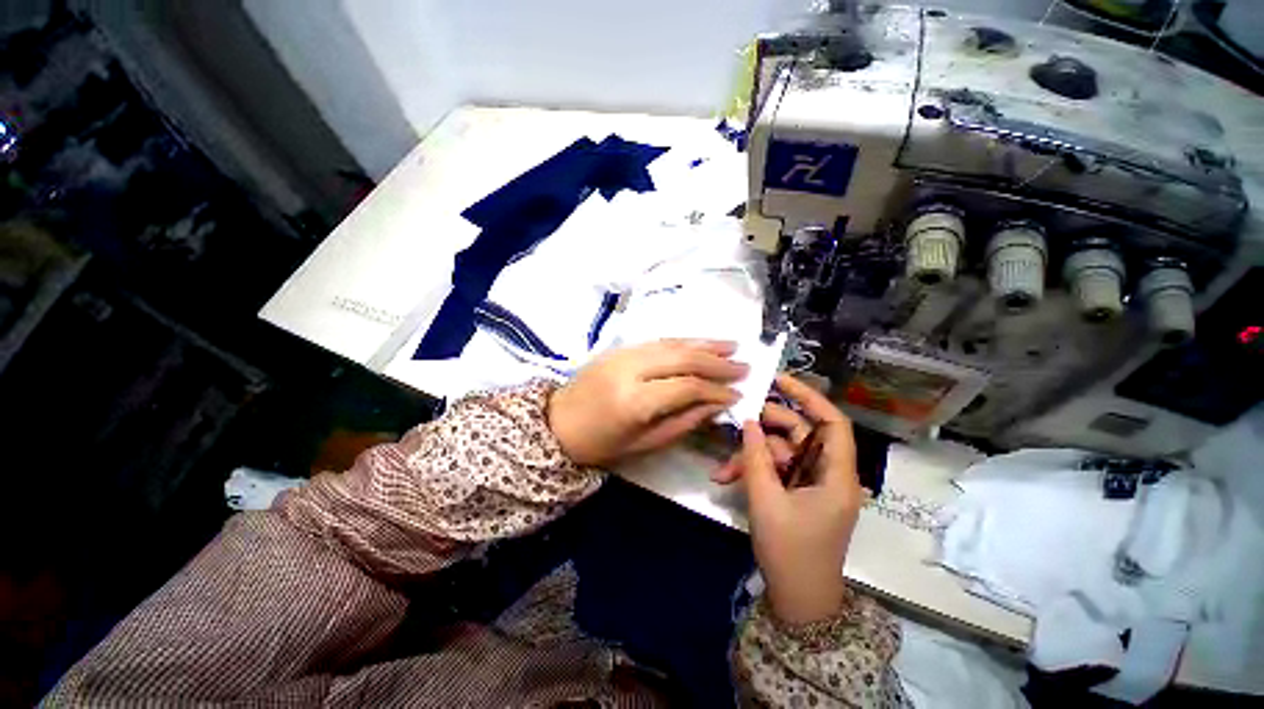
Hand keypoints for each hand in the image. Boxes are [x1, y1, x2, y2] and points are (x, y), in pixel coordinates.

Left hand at [548, 339, 747, 466]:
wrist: (557, 422)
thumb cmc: (601, 444)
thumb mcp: (645, 443)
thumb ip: (684, 422)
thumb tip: (716, 405)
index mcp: (635, 400)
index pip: (687, 387)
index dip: (716, 389)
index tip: (739, 393)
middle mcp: (630, 369)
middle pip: (683, 358)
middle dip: (717, 361)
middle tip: (744, 365)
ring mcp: (623, 353)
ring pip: (672, 343)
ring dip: (704, 343)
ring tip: (731, 346)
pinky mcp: (619, 347)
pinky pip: (657, 340)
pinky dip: (682, 340)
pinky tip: (699, 343)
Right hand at [733, 375, 864, 623]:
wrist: (797, 600)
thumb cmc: (790, 553)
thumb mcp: (766, 501)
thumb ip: (756, 457)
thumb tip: (748, 422)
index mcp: (836, 475)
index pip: (832, 423)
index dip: (809, 397)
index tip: (778, 380)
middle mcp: (827, 473)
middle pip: (797, 434)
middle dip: (763, 432)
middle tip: (734, 427)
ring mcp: (810, 482)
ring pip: (779, 452)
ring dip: (750, 457)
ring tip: (723, 471)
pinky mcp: (796, 491)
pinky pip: (774, 469)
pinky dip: (752, 471)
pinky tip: (726, 478)